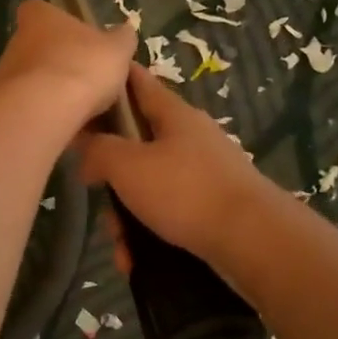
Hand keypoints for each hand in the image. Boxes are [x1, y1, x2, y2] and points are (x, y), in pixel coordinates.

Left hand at [0, 0, 136, 134]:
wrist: (43, 110)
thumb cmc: (82, 66)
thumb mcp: (117, 49)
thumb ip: (121, 39)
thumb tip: (124, 31)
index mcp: (39, 17)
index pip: (41, 10)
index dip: (60, 23)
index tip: (79, 39)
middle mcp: (16, 40)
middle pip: (39, 47)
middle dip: (60, 61)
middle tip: (87, 78)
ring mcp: (5, 73)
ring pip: (33, 78)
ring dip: (52, 90)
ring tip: (81, 108)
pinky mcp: (4, 104)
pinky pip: (30, 105)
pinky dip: (46, 113)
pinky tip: (67, 125)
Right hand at [80, 63, 277, 274]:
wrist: (254, 241)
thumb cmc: (185, 191)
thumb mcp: (127, 166)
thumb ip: (98, 150)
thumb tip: (86, 150)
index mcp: (173, 113)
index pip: (137, 81)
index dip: (110, 79)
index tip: (83, 88)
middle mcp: (190, 137)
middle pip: (137, 142)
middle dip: (113, 174)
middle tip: (97, 193)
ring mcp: (205, 172)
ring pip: (150, 185)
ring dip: (128, 214)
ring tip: (121, 244)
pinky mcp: (214, 206)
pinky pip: (169, 214)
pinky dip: (150, 234)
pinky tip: (136, 259)